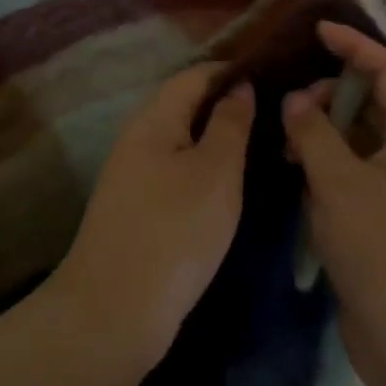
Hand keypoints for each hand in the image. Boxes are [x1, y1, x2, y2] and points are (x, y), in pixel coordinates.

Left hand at [49, 64, 254, 373]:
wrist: (112, 315)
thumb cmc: (174, 231)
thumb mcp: (216, 171)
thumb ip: (230, 123)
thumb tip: (239, 86)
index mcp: (154, 118)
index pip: (195, 75)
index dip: (232, 70)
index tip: (273, 75)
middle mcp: (138, 138)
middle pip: (185, 104)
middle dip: (226, 103)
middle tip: (273, 111)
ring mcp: (132, 175)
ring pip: (181, 139)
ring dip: (216, 136)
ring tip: (259, 142)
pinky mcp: (135, 209)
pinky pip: (175, 169)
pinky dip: (202, 166)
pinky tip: (227, 183)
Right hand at [282, 22, 385, 375]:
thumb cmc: (385, 249)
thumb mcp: (340, 183)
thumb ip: (313, 134)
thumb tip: (295, 100)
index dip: (354, 44)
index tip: (317, 31)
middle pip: (368, 101)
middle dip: (329, 94)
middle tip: (292, 107)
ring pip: (354, 139)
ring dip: (321, 133)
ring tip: (285, 146)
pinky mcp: (376, 219)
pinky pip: (347, 174)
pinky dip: (322, 167)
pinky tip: (293, 178)